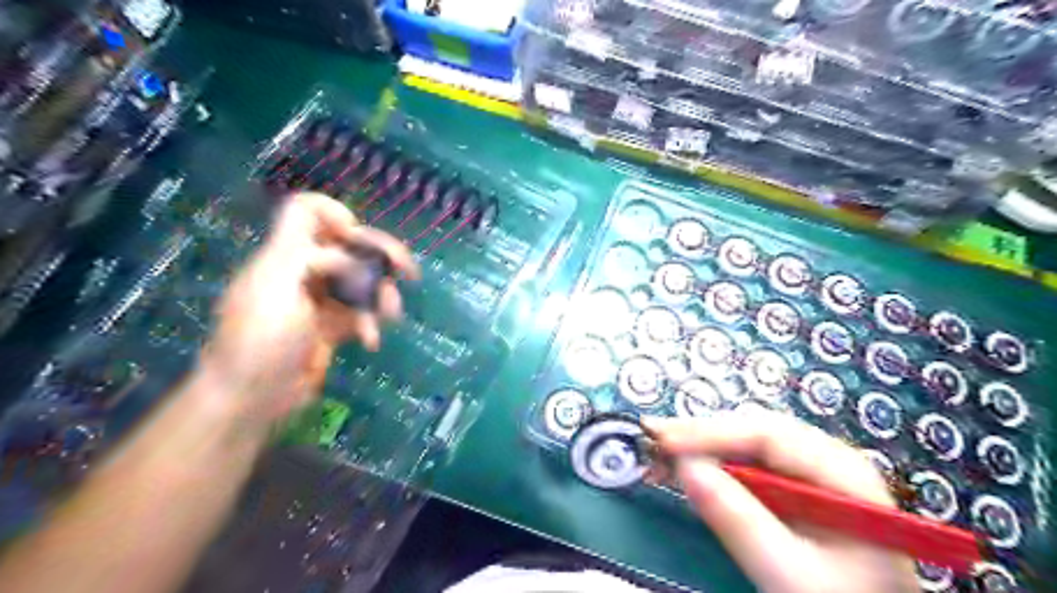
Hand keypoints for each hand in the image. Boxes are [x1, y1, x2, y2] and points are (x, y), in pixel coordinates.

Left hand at [197, 192, 417, 428]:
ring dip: (383, 295)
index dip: (334, 212)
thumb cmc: (259, 340)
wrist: (252, 398)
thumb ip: (306, 251)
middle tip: (409, 270)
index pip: (306, 211)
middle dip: (382, 253)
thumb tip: (346, 242)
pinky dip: (372, 323)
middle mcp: (306, 270)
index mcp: (286, 253)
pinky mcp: (335, 325)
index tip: (354, 236)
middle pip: (350, 244)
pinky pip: (364, 312)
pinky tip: (370, 340)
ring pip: (365, 279)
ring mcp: (322, 299)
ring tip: (390, 315)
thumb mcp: (274, 285)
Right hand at [640, 413, 922, 592]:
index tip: (662, 440)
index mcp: (843, 472)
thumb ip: (738, 520)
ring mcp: (810, 473)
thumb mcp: (789, 574)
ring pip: (746, 445)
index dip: (710, 432)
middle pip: (754, 432)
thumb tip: (683, 467)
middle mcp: (827, 460)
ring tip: (661, 452)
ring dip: (702, 448)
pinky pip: (747, 466)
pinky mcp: (793, 490)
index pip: (768, 434)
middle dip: (701, 435)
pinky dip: (713, 466)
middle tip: (652, 440)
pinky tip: (687, 469)